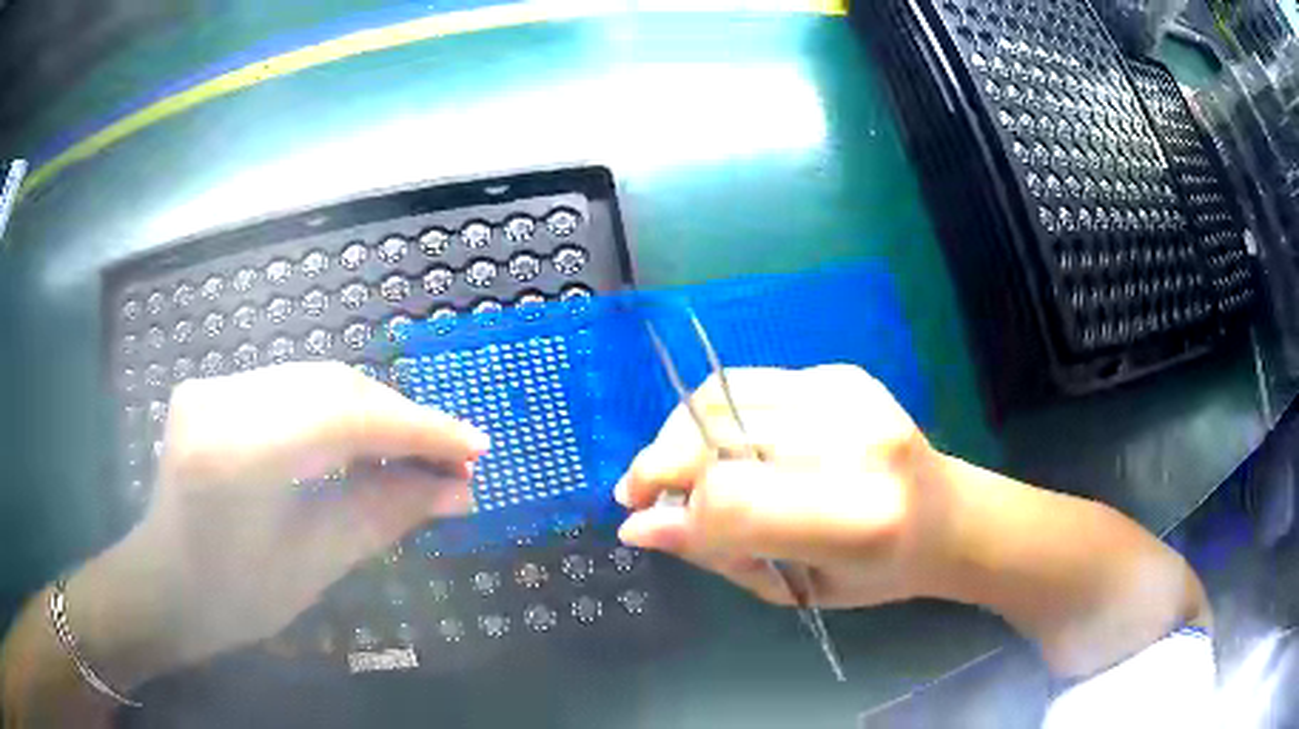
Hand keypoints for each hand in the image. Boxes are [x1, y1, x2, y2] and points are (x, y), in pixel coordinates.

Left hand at [79, 362, 487, 683]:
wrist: (165, 585)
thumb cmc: (235, 597)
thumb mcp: (314, 565)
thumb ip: (384, 516)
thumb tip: (458, 490)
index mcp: (236, 456)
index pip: (343, 417)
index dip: (416, 428)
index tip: (474, 448)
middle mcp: (220, 401)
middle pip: (331, 385)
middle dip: (399, 417)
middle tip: (451, 454)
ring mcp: (212, 385)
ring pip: (314, 379)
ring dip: (372, 412)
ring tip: (413, 450)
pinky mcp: (213, 386)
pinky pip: (291, 386)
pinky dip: (337, 410)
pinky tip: (361, 442)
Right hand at [614, 365, 951, 608]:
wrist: (946, 514)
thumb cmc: (879, 573)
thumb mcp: (799, 588)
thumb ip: (721, 553)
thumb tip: (641, 526)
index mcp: (859, 518)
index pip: (735, 501)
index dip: (676, 510)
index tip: (641, 520)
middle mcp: (857, 443)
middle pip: (720, 435)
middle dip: (662, 463)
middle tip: (642, 492)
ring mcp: (851, 397)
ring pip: (724, 398)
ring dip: (680, 434)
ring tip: (674, 468)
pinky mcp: (842, 374)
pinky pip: (749, 385)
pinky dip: (716, 416)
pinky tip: (720, 446)